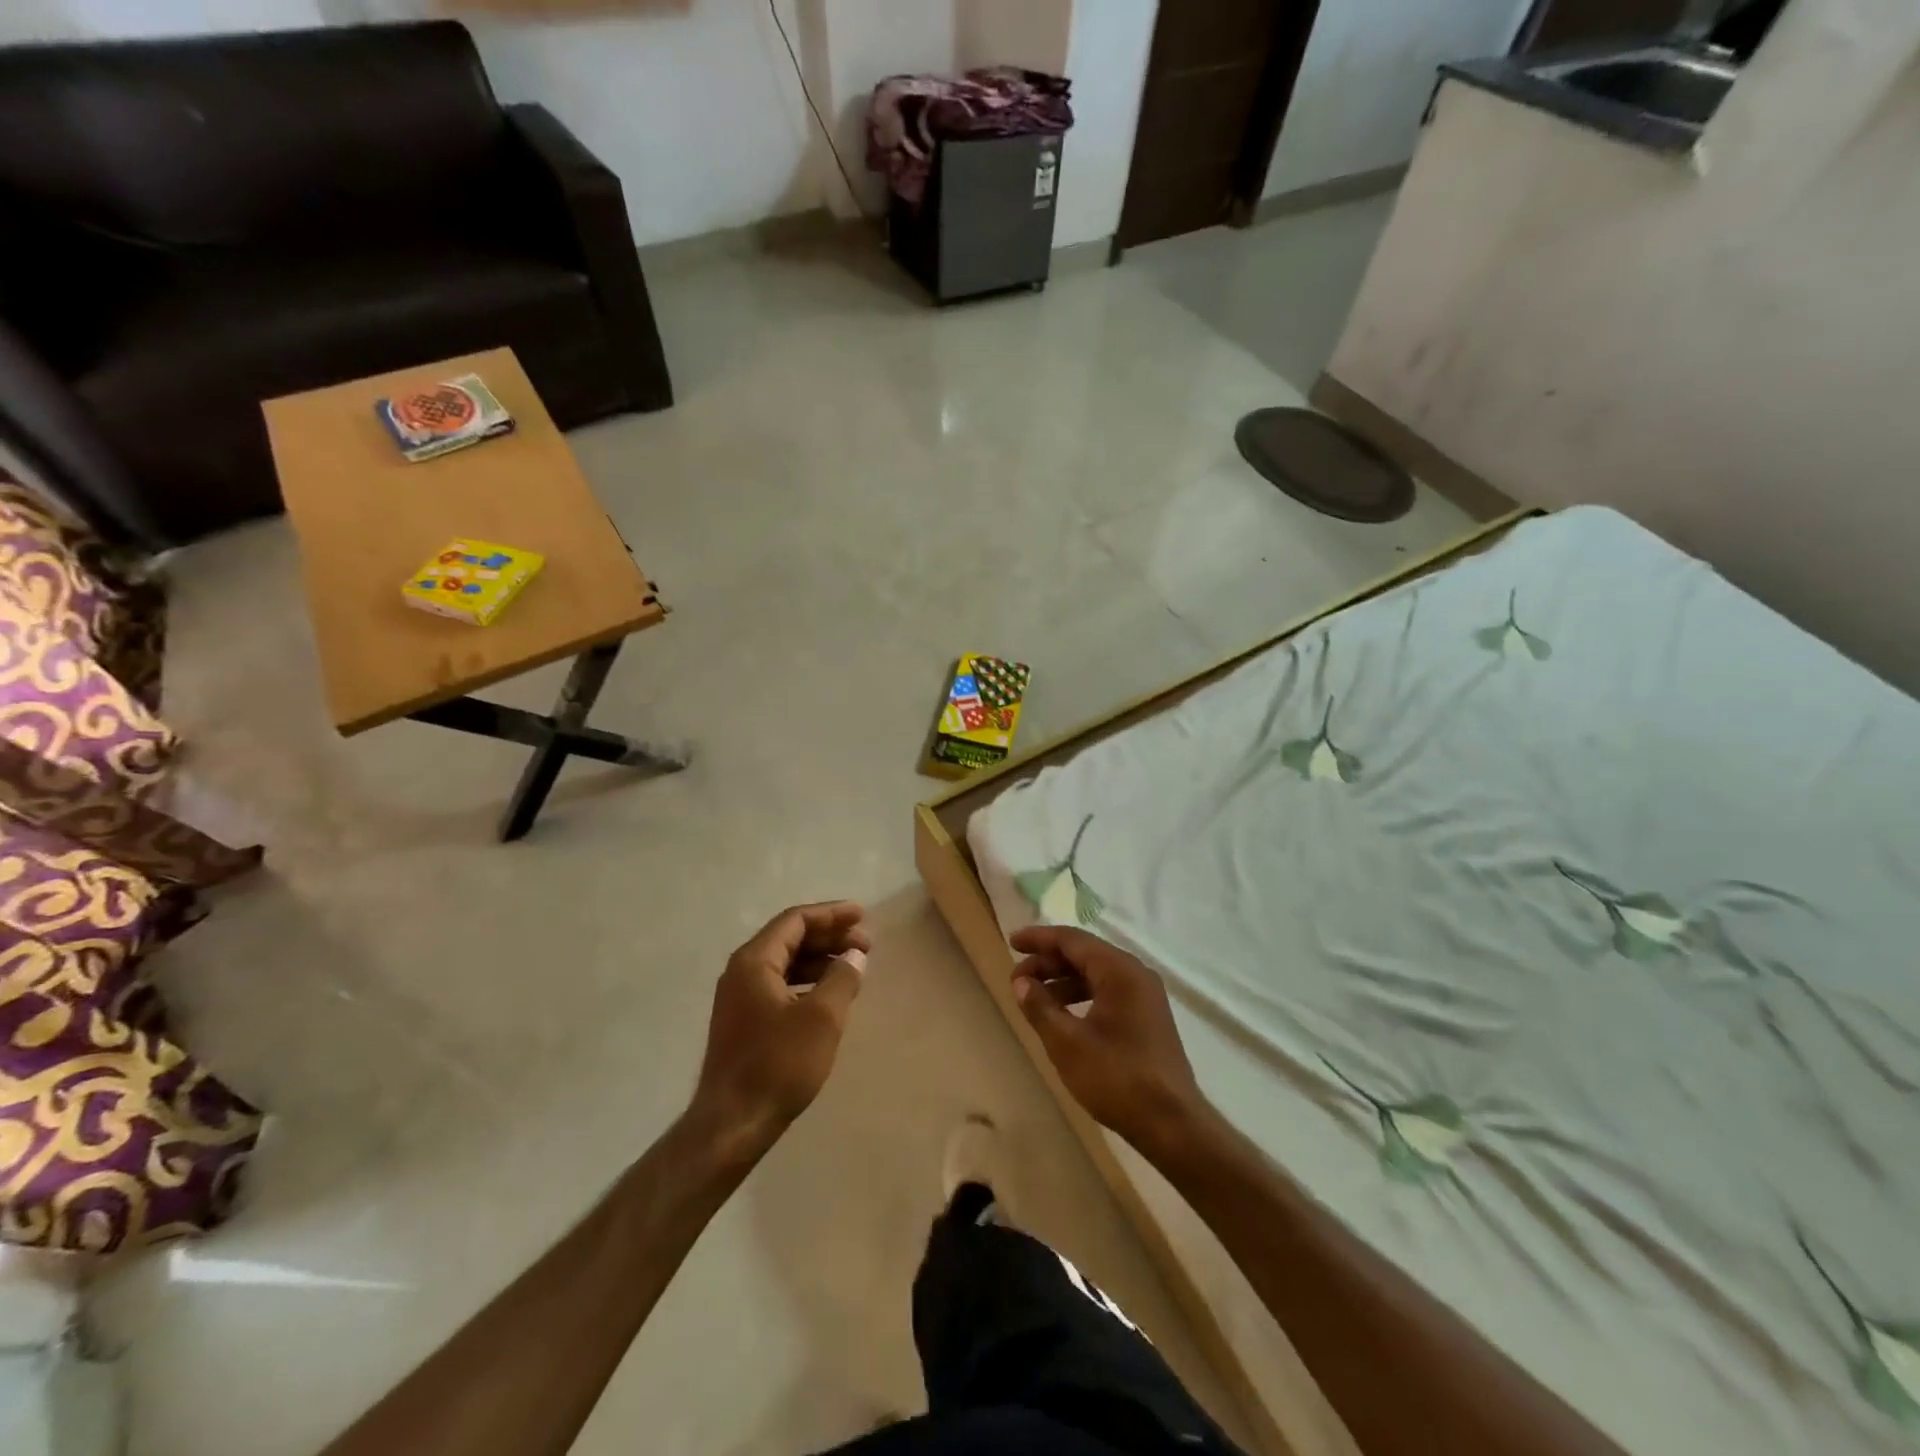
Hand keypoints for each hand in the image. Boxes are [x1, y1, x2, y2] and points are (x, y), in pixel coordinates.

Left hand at [691, 902, 870, 1150]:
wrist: (732, 1124)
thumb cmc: (778, 1064)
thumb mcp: (822, 1018)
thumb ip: (842, 978)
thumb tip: (854, 955)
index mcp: (754, 961)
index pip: (795, 920)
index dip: (831, 914)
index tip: (863, 916)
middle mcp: (742, 971)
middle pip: (790, 938)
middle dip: (829, 936)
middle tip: (866, 943)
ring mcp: (739, 998)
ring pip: (785, 963)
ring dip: (820, 959)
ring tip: (853, 967)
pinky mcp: (744, 1021)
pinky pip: (780, 985)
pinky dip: (807, 981)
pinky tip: (829, 995)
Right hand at [1009, 926, 1212, 1161]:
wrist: (1172, 1124)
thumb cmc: (1116, 1077)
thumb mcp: (1067, 1043)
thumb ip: (1040, 1007)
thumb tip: (1021, 982)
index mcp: (1119, 970)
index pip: (1072, 940)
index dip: (1039, 939)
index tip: (1012, 942)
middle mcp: (1135, 974)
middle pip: (1085, 954)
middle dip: (1048, 962)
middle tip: (1017, 979)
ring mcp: (1145, 996)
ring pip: (1096, 974)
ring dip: (1063, 981)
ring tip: (1034, 998)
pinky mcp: (1147, 1017)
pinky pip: (1108, 991)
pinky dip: (1081, 995)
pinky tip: (1062, 1015)